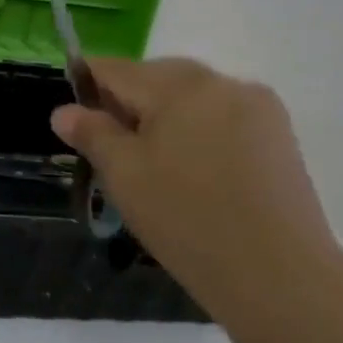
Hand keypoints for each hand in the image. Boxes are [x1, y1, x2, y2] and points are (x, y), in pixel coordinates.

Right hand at [52, 58, 339, 311]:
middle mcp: (223, 82)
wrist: (277, 273)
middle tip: (107, 150)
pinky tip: (189, 174)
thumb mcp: (122, 173)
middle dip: (127, 104)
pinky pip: (220, 119)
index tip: (71, 118)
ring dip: (162, 120)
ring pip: (190, 99)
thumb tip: (64, 111)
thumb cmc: (185, 216)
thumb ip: (91, 133)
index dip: (85, 85)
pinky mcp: (278, 138)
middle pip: (157, 79)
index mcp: (180, 84)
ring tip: (149, 166)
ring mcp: (258, 109)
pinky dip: (195, 134)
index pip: (116, 69)